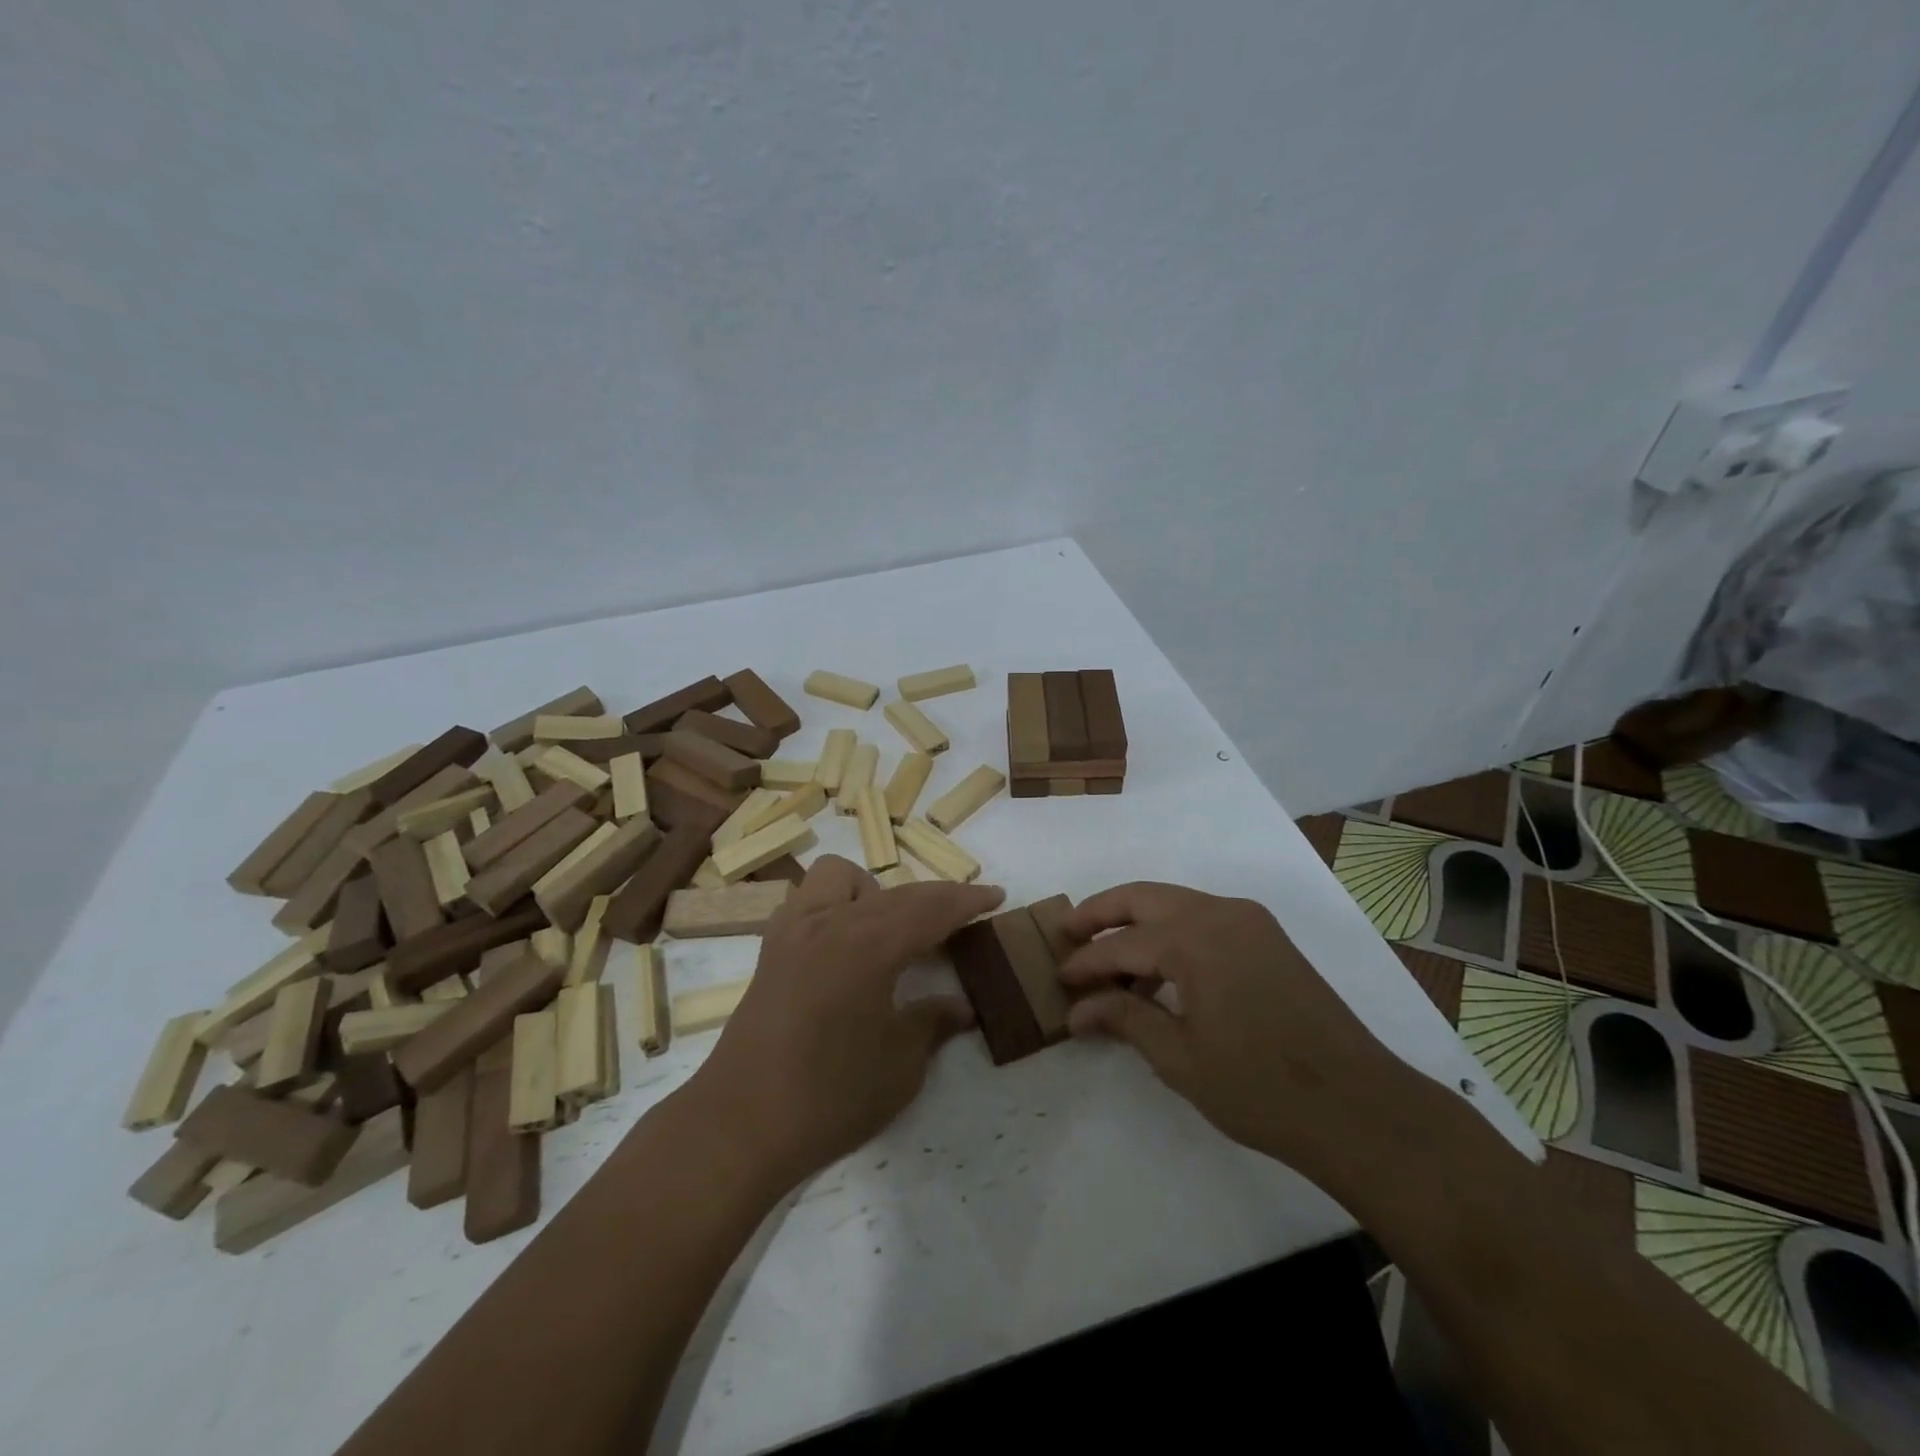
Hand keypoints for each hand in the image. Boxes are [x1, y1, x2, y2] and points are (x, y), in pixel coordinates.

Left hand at [686, 856, 1003, 1188]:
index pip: (930, 908)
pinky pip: (809, 900)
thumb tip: (961, 1007)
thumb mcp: (900, 1066)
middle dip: (933, 898)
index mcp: (869, 945)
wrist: (740, 1125)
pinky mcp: (771, 949)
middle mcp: (830, 922)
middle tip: (960, 921)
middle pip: (895, 892)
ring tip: (891, 931)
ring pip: (840, 877)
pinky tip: (845, 944)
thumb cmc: (829, 1097)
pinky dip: (836, 904)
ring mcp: (794, 931)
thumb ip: (932, 1024)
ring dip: (874, 891)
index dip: (967, 901)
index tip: (995, 896)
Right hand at [1059, 883, 1403, 1179]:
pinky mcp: (1267, 938)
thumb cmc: (1260, 1089)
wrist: (1359, 1108)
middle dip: (1101, 912)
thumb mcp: (1180, 1058)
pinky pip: (1203, 919)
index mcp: (1195, 939)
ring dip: (1137, 922)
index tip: (1058, 980)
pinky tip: (1158, 970)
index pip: (1121, 944)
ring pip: (1174, 903)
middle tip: (1067, 931)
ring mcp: (1249, 922)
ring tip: (1108, 957)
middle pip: (1143, 898)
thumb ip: (1124, 1019)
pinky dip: (1171, 932)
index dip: (1085, 962)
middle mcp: (1220, 913)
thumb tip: (1076, 1010)